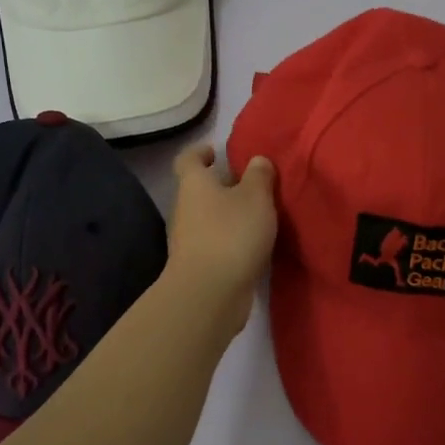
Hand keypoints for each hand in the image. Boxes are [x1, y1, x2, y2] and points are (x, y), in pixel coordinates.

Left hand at [166, 143, 277, 331]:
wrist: (209, 293)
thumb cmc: (231, 233)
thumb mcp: (256, 197)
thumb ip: (259, 175)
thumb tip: (257, 160)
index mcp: (194, 184)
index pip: (189, 159)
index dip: (200, 151)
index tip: (216, 150)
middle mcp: (185, 209)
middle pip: (199, 190)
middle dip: (222, 185)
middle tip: (250, 183)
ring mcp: (187, 240)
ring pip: (208, 217)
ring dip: (228, 214)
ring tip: (257, 214)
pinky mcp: (198, 266)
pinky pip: (215, 242)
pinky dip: (230, 238)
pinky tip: (252, 244)